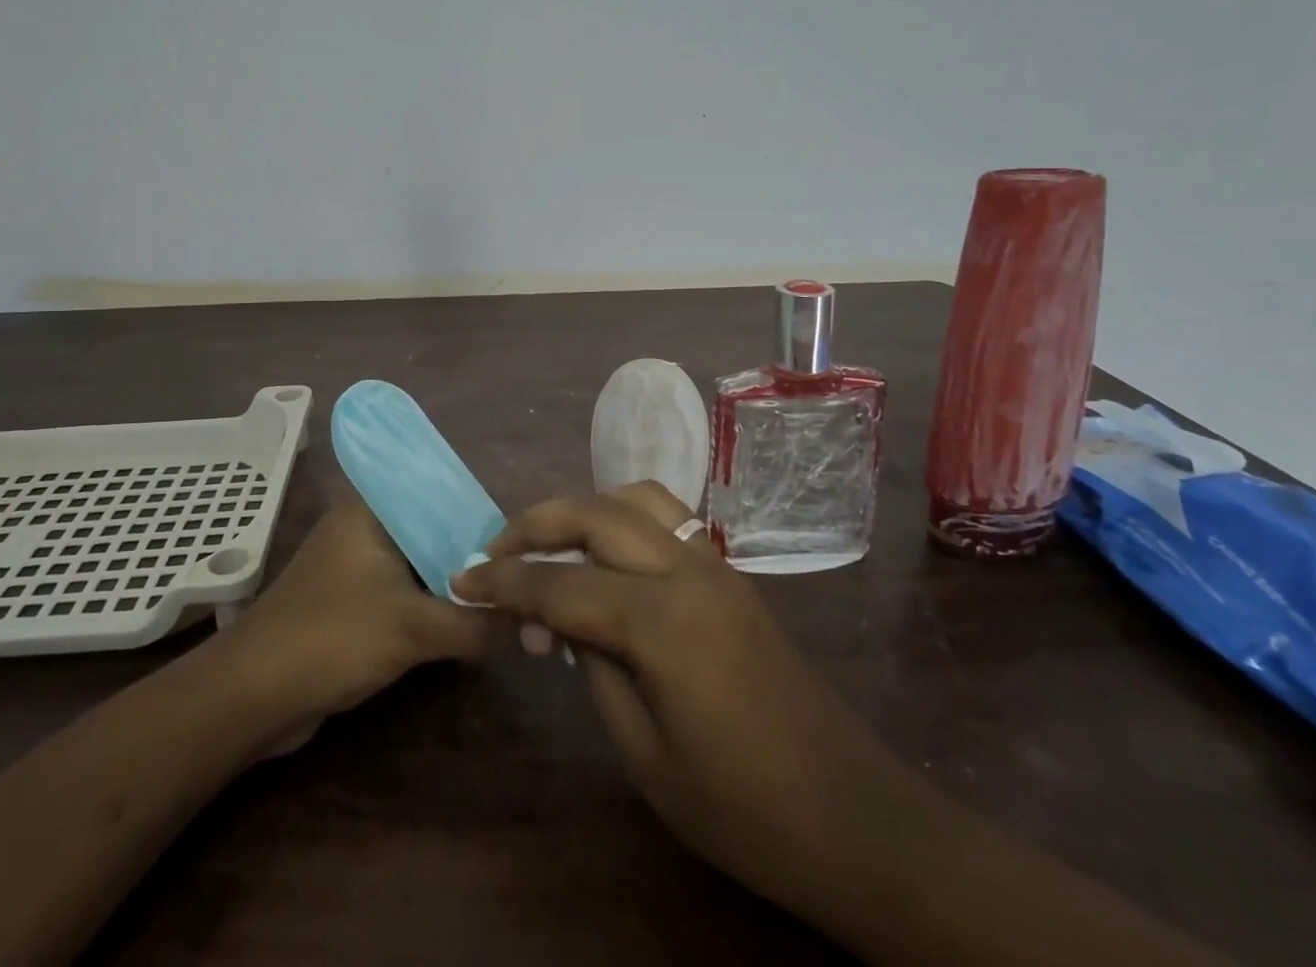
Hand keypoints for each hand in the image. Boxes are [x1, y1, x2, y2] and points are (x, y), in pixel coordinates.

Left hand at [218, 497, 500, 752]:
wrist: (253, 697)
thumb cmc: (332, 637)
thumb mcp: (414, 627)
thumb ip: (477, 623)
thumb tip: (534, 622)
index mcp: (372, 507)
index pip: (437, 486)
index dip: (479, 505)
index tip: (521, 529)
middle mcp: (365, 525)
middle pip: (433, 526)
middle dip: (473, 548)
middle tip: (523, 564)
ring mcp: (357, 564)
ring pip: (420, 561)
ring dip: (455, 579)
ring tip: (508, 588)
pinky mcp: (354, 601)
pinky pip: (406, 590)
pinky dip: (434, 602)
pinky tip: (471, 618)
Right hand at [450, 483, 906, 912]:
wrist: (854, 818)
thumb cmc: (742, 808)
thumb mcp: (645, 754)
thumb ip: (593, 667)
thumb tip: (555, 618)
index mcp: (662, 620)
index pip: (561, 585)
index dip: (505, 582)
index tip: (462, 581)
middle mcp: (686, 570)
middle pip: (594, 515)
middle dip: (534, 525)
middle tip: (493, 552)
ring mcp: (714, 564)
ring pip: (633, 498)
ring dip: (581, 509)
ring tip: (548, 543)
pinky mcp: (729, 574)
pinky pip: (665, 518)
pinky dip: (620, 518)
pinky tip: (604, 555)